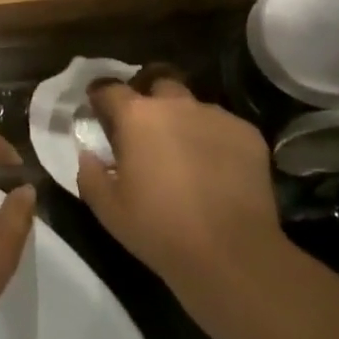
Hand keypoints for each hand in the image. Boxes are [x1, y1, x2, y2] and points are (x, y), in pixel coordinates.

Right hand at [75, 74, 283, 301]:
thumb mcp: (108, 209)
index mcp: (137, 116)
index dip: (101, 97)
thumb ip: (90, 174)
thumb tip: (89, 154)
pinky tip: (218, 170)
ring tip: (187, 154)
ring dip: (185, 121)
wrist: (231, 255)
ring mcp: (216, 116)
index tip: (98, 109)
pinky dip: (215, 141)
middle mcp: (176, 104)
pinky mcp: (248, 134)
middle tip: (147, 129)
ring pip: (194, 107)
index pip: (110, 89)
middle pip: (158, 84)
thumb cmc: (160, 229)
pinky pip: (224, 127)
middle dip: (150, 99)